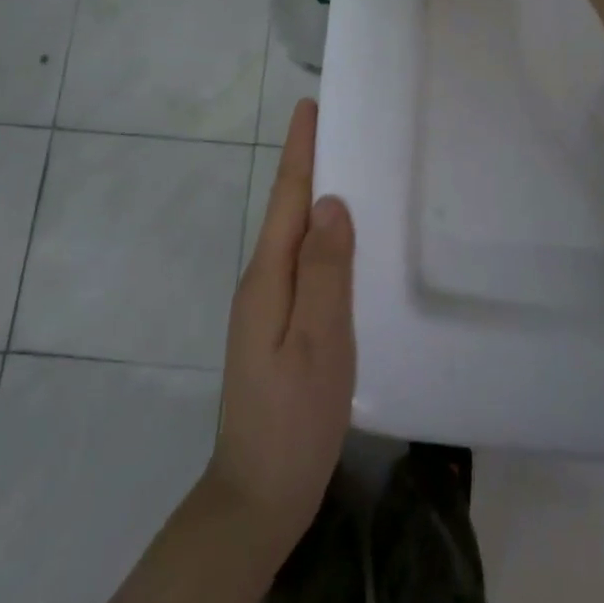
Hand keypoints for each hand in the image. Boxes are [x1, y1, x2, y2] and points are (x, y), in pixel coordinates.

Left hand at [205, 98, 354, 560]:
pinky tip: (340, 239)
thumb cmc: (293, 420)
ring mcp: (266, 306)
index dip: (300, 151)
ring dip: (313, 197)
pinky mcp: (277, 326)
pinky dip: (318, 235)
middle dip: (307, 164)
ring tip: (345, 167)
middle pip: (287, 209)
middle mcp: (262, 281)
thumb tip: (329, 202)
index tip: (309, 106)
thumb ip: (325, 270)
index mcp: (269, 277)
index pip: (286, 197)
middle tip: (338, 126)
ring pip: (293, 235)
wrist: (258, 496)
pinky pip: (301, 263)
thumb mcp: (319, 342)